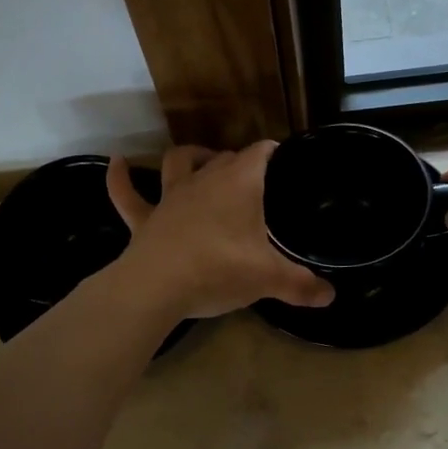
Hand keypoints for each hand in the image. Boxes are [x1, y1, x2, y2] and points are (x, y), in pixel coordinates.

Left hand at [106, 144, 335, 320]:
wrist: (157, 287)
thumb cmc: (219, 270)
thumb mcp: (269, 279)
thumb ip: (301, 285)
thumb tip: (330, 296)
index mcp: (239, 184)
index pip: (260, 153)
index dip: (274, 152)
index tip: (286, 160)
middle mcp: (204, 180)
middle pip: (225, 158)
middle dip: (240, 162)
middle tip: (257, 180)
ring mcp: (170, 197)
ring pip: (178, 163)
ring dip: (190, 157)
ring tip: (200, 159)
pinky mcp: (145, 219)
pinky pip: (128, 194)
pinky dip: (121, 178)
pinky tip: (117, 163)